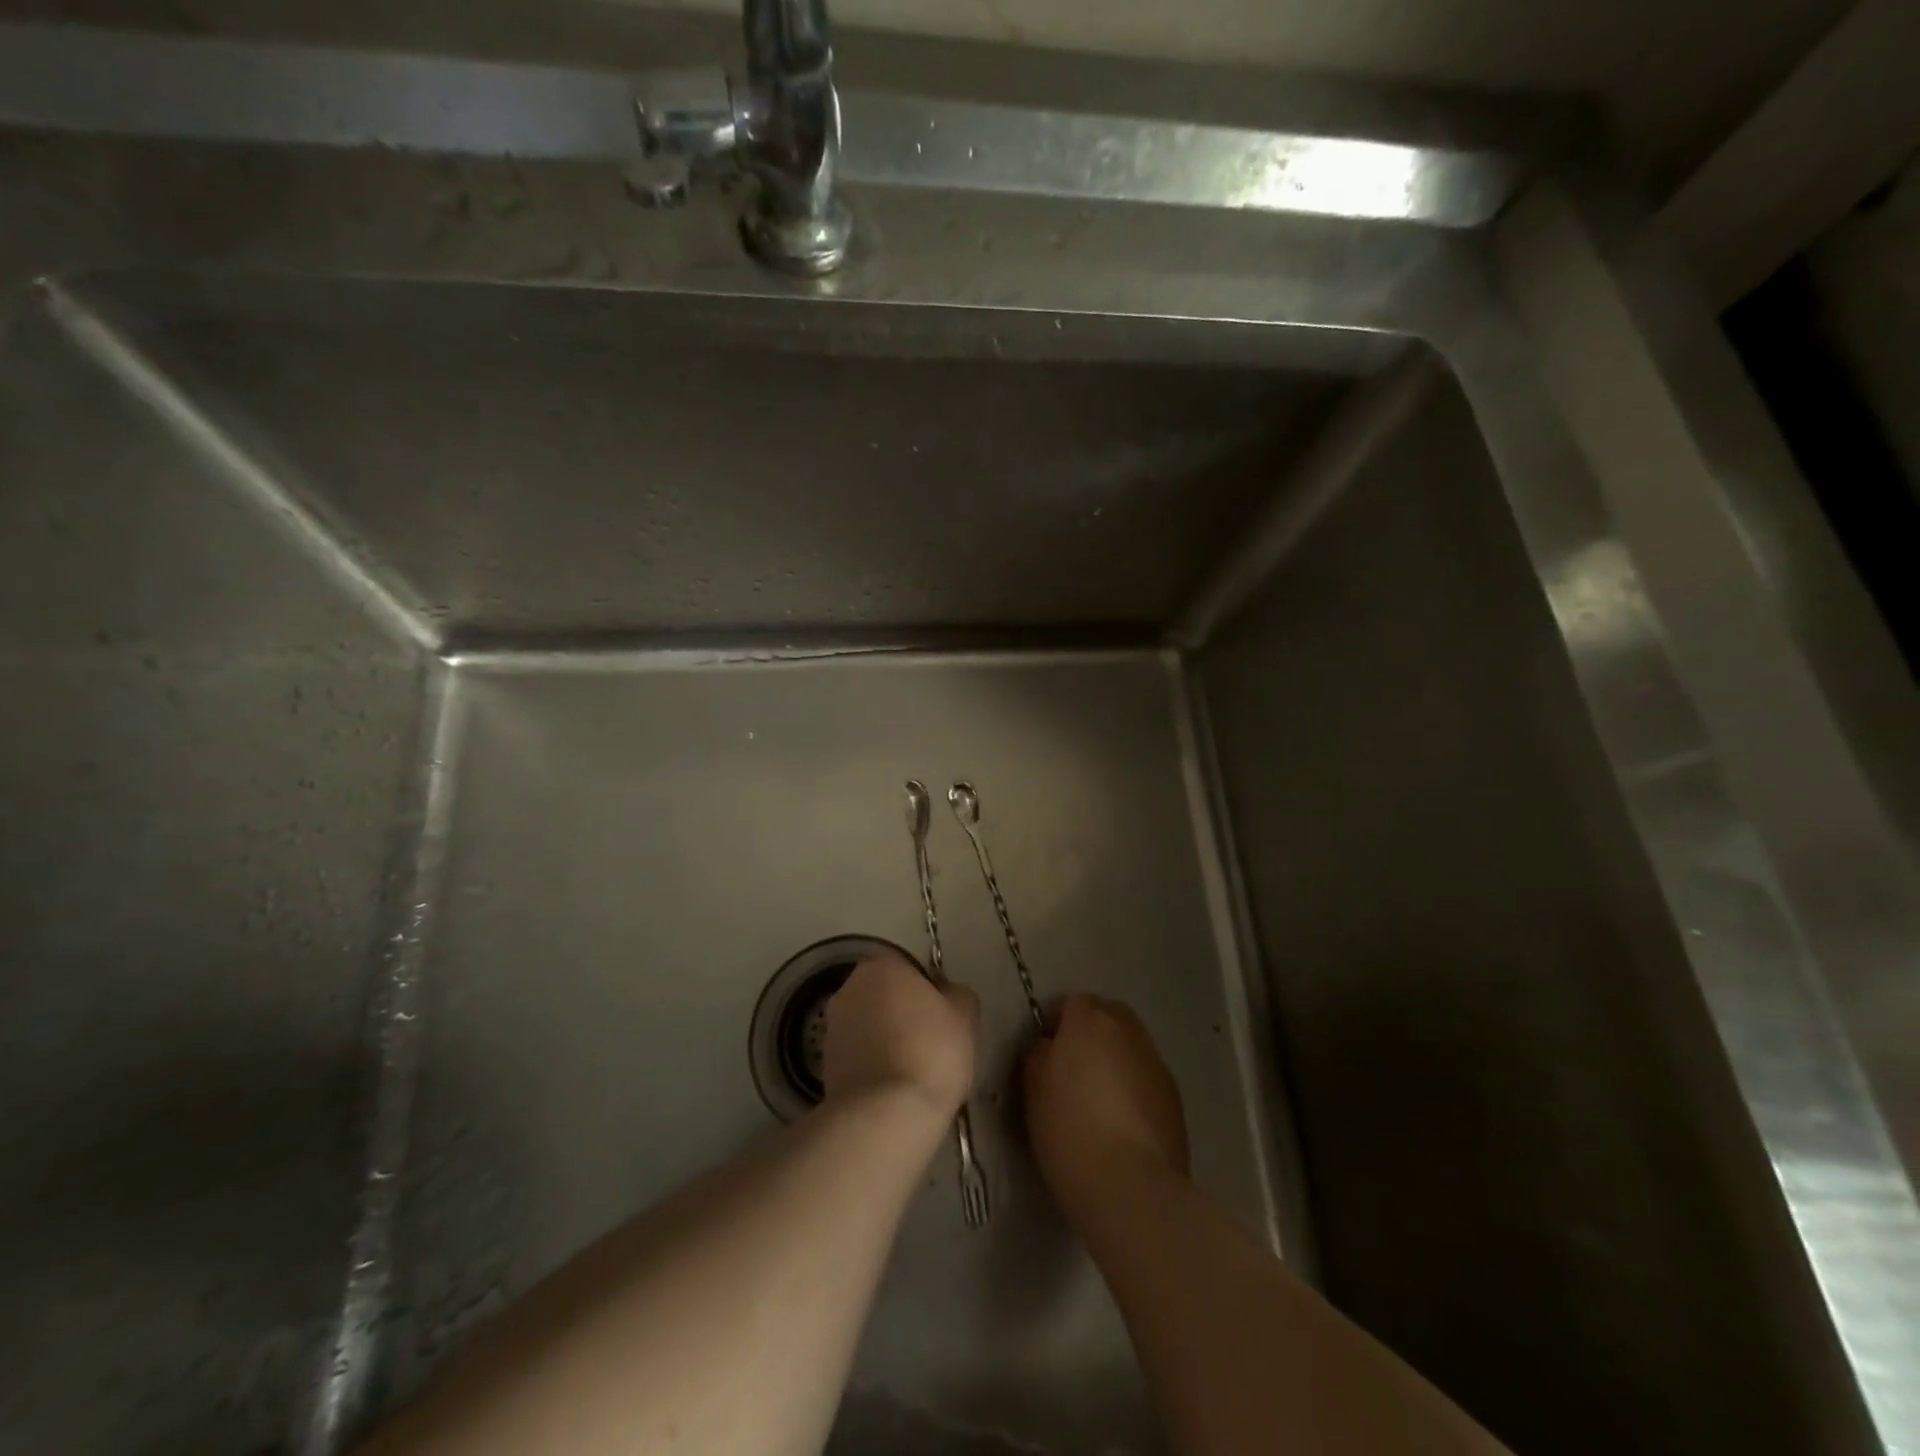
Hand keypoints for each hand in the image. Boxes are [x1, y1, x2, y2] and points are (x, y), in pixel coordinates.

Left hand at [824, 952, 977, 1119]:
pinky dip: (873, 1068)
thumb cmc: (930, 1052)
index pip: (909, 969)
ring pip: (870, 1027)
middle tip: (930, 1044)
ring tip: (912, 1074)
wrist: (885, 1115)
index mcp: (881, 966)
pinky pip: (859, 1057)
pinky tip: (893, 1091)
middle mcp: (849, 988)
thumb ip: (957, 995)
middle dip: (904, 1014)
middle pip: (885, 996)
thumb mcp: (965, 1015)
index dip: (929, 993)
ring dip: (887, 1041)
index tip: (944, 1020)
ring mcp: (832, 1027)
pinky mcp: (824, 1065)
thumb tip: (947, 995)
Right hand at [1023, 995, 1189, 1215]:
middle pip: (1109, 1016)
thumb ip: (1041, 1053)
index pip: (1072, 1003)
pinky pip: (1148, 1079)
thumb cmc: (1068, 1128)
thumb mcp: (1033, 1085)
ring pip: (1132, 1047)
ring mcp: (1157, 1063)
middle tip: (1074, 1071)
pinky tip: (1123, 1124)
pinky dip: (1135, 1089)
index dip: (1057, 1025)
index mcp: (1091, 1020)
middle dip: (1092, 1034)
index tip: (1047, 1055)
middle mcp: (1129, 1031)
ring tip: (1100, 1101)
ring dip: (1116, 1061)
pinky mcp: (1175, 1098)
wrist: (1129, 1185)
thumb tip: (1052, 1047)